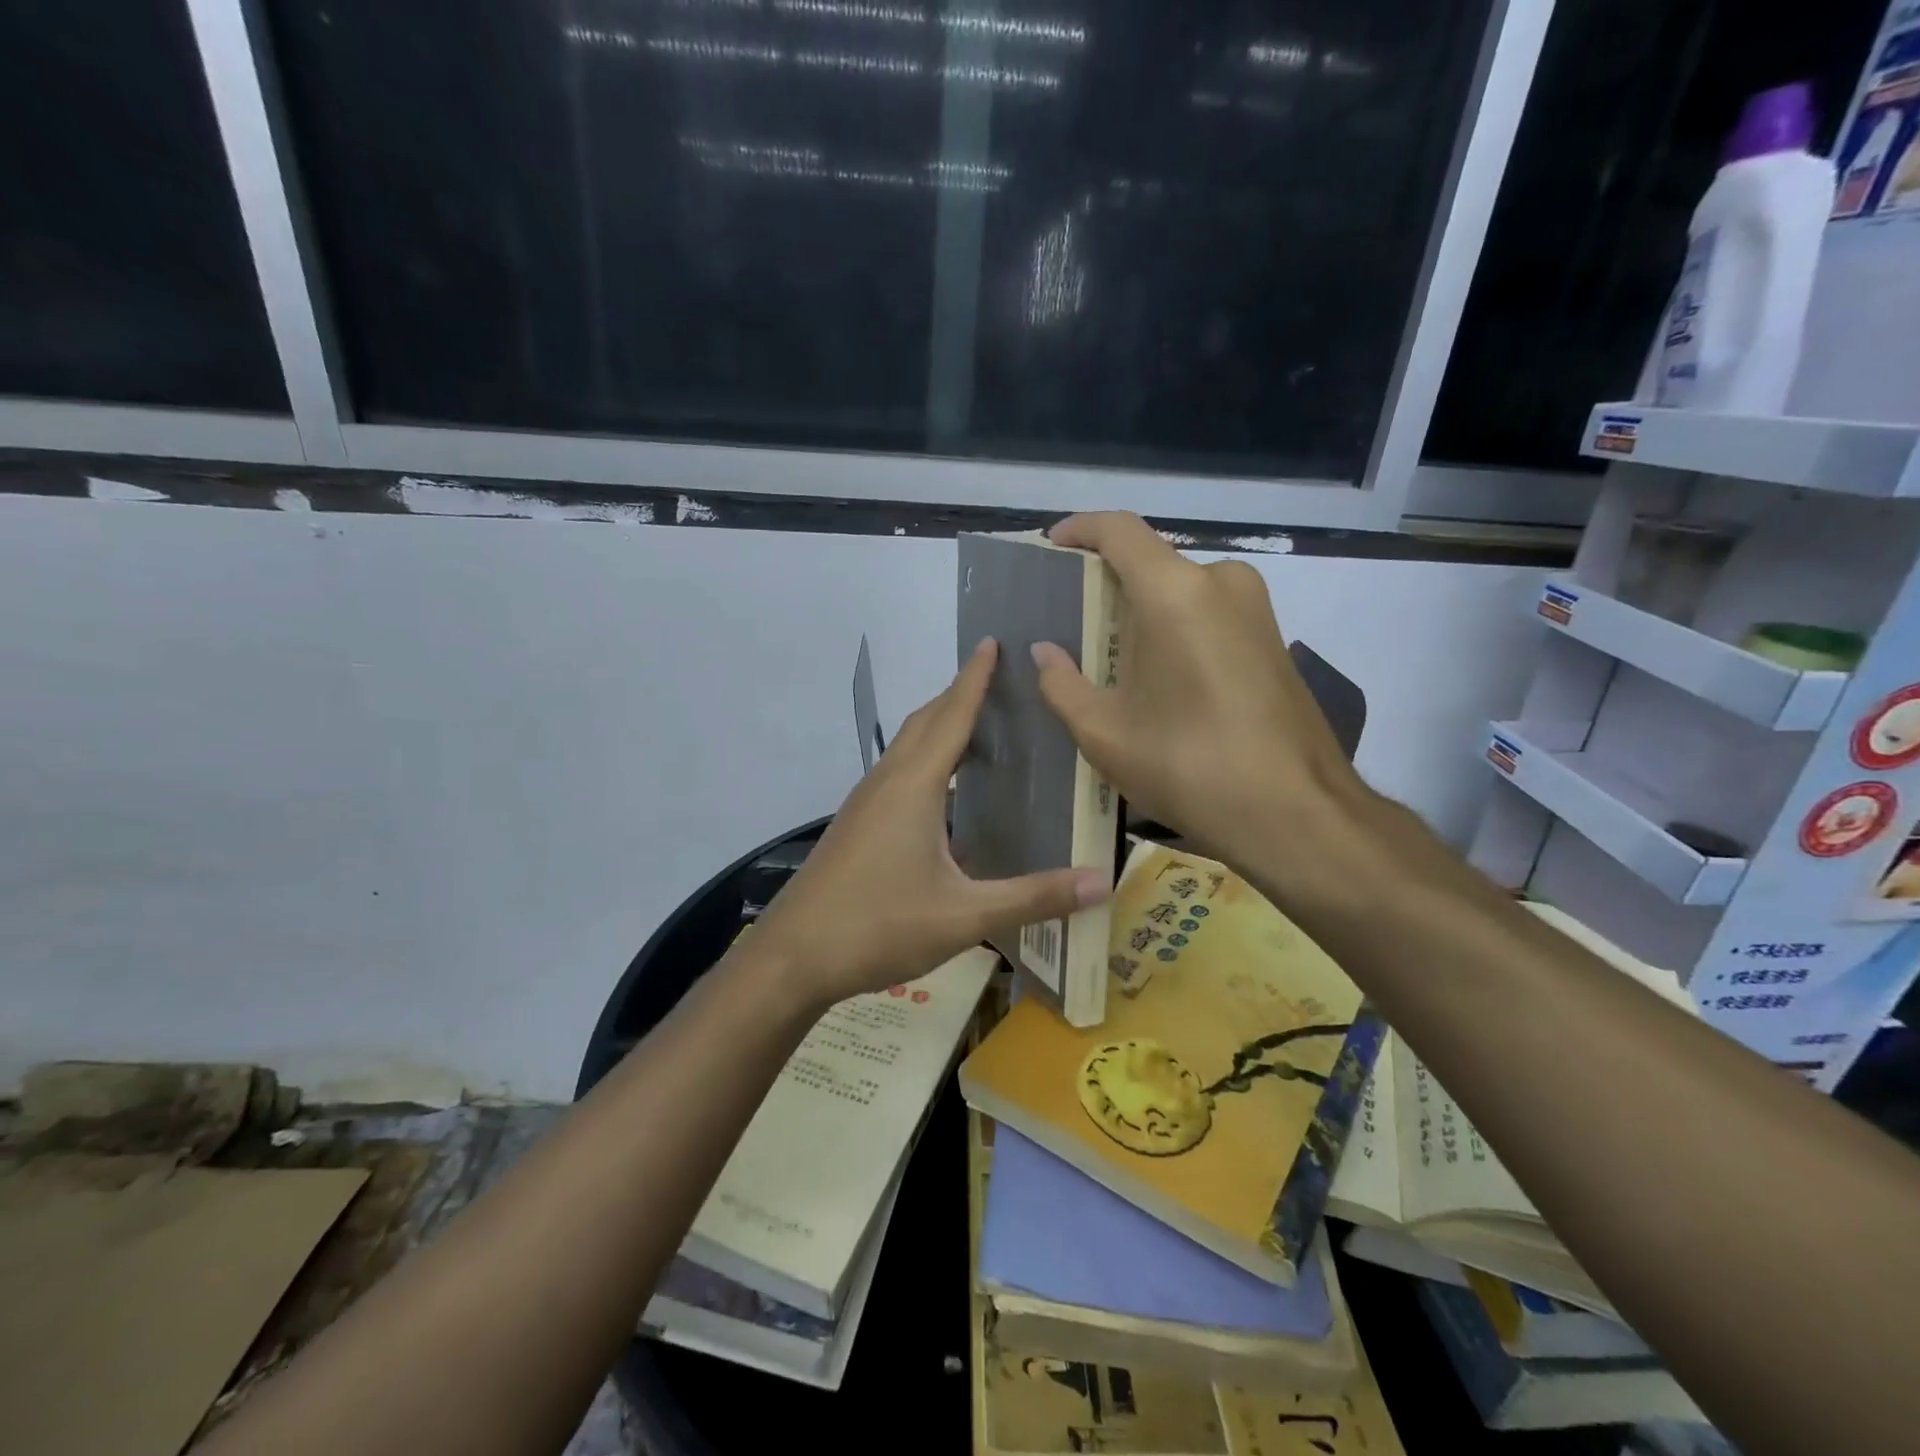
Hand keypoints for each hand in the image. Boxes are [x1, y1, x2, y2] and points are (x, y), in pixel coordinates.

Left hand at [752, 639, 1110, 1007]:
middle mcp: (886, 783)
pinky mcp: (857, 826)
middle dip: (958, 695)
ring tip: (979, 727)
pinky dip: (926, 762)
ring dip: (939, 727)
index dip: (974, 678)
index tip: (992, 642)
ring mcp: (865, 804)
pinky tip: (945, 793)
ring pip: (907, 748)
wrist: (793, 957)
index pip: (951, 716)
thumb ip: (1034, 897)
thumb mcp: (964, 916)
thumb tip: (1104, 882)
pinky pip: (897, 774)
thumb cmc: (878, 925)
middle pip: (925, 723)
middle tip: (997, 680)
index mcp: (913, 786)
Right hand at [1031, 512, 1372, 881]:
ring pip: (1181, 592)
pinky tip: (1158, 679)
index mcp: (1175, 592)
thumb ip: (1062, 683)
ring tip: (1110, 661)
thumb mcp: (1104, 732)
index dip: (1080, 530)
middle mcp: (1221, 583)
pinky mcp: (1273, 639)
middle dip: (1108, 586)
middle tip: (1072, 626)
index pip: (1119, 530)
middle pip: (1151, 563)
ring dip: (1142, 614)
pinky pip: (1209, 615)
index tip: (1053, 547)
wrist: (1295, 812)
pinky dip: (1175, 630)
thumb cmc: (1188, 765)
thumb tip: (1044, 652)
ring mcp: (1256, 610)